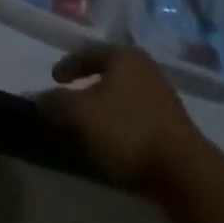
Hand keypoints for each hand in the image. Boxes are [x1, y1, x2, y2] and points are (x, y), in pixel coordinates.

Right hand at [37, 45, 204, 188]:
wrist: (184, 170)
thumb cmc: (128, 130)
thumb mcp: (83, 115)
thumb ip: (58, 104)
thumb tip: (39, 98)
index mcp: (123, 56)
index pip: (88, 52)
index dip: (68, 65)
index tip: (53, 79)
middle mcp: (145, 66)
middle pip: (109, 70)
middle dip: (89, 82)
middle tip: (72, 96)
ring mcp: (163, 94)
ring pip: (125, 92)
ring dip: (107, 103)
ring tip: (92, 121)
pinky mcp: (173, 122)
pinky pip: (138, 112)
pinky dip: (122, 120)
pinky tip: (116, 137)